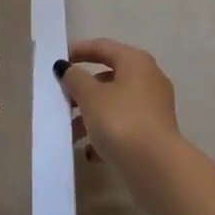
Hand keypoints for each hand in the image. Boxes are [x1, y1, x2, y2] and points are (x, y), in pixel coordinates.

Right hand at [53, 38, 181, 180]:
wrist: (157, 168)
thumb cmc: (121, 121)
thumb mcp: (91, 97)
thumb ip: (75, 78)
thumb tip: (66, 68)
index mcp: (136, 62)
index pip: (103, 46)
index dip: (79, 50)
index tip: (57, 60)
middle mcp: (149, 79)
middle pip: (109, 77)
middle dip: (83, 89)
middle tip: (61, 98)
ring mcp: (154, 107)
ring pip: (115, 104)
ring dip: (91, 115)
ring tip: (70, 133)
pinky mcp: (154, 134)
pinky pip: (124, 126)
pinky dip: (106, 134)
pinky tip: (90, 152)